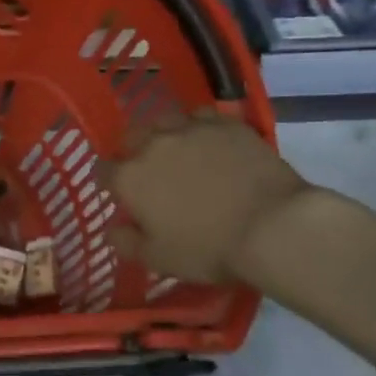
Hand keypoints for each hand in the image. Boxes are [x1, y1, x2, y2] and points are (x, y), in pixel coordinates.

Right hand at [99, 108, 308, 282]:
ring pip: (166, 120)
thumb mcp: (157, 258)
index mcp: (129, 178)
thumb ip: (126, 242)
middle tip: (148, 169)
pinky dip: (200, 127)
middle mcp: (153, 145)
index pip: (102, 170)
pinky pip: (204, 116)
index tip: (119, 193)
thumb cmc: (208, 248)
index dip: (108, 181)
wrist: (274, 227)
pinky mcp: (228, 125)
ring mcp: (192, 130)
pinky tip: (209, 142)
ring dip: (164, 133)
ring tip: (177, 148)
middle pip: (131, 136)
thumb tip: (112, 229)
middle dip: (133, 150)